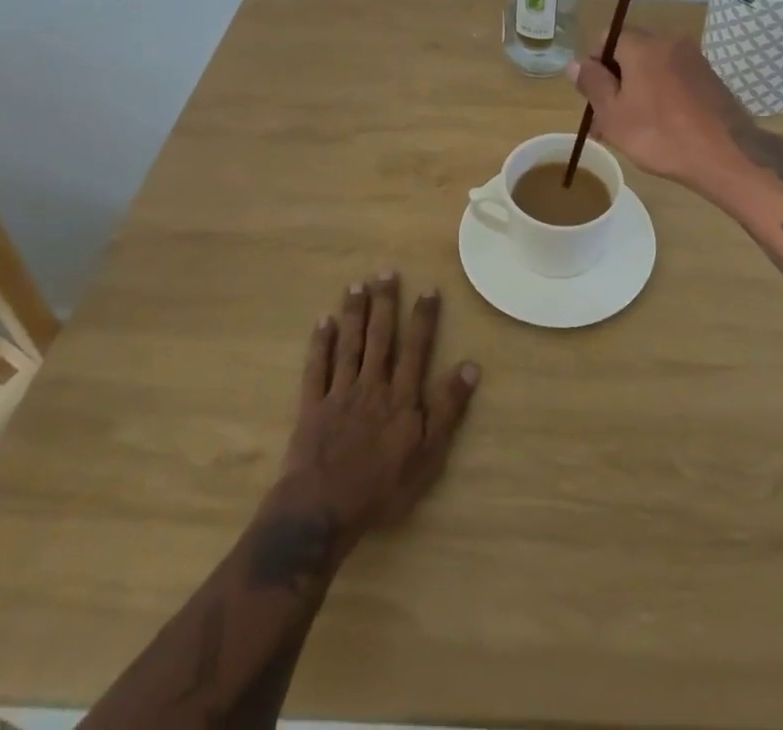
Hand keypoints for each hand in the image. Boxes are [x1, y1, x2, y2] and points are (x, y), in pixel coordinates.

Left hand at [277, 273, 479, 553]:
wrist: (322, 510)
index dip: (424, 317)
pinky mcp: (312, 407)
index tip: (428, 288)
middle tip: (386, 272)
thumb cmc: (382, 488)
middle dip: (385, 303)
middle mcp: (372, 385)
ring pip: (349, 344)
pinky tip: (322, 322)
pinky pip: (317, 368)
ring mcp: (339, 393)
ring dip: (354, 313)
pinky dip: (320, 344)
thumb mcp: (428, 456)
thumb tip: (470, 366)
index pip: (417, 348)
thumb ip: (448, 409)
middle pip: (380, 337)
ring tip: (356, 285)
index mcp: (401, 396)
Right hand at [566, 26, 750, 192]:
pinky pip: (674, 78)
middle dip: (615, 80)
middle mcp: (668, 42)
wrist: (726, 155)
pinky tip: (661, 126)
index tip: (593, 96)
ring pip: (652, 68)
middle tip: (607, 119)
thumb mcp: (613, 114)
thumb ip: (592, 84)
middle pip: (630, 52)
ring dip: (637, 90)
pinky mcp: (709, 78)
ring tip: (632, 128)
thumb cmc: (660, 135)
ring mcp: (693, 59)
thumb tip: (575, 63)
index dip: (593, 64)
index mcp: (642, 45)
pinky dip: (662, 95)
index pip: (607, 37)